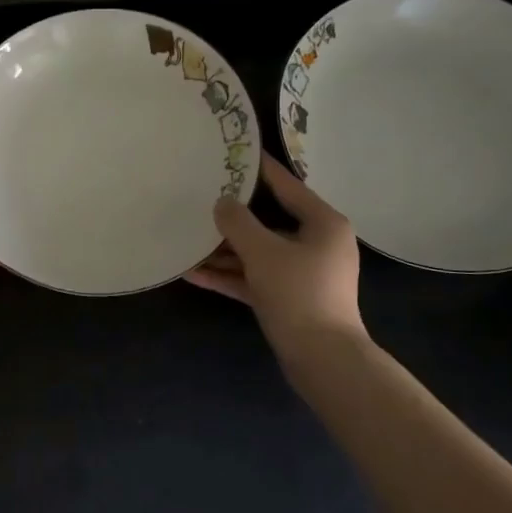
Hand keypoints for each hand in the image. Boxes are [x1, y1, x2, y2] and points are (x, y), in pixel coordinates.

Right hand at [185, 154, 364, 346]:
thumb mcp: (263, 252)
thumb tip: (222, 203)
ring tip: (187, 239)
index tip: (235, 152)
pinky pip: (254, 278)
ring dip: (224, 251)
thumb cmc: (299, 294)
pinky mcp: (288, 298)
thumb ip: (239, 223)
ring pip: (258, 253)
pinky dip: (229, 275)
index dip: (260, 169)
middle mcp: (316, 243)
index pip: (287, 185)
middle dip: (232, 216)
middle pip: (268, 221)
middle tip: (201, 196)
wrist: (324, 360)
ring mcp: (302, 273)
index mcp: (323, 223)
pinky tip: (193, 273)